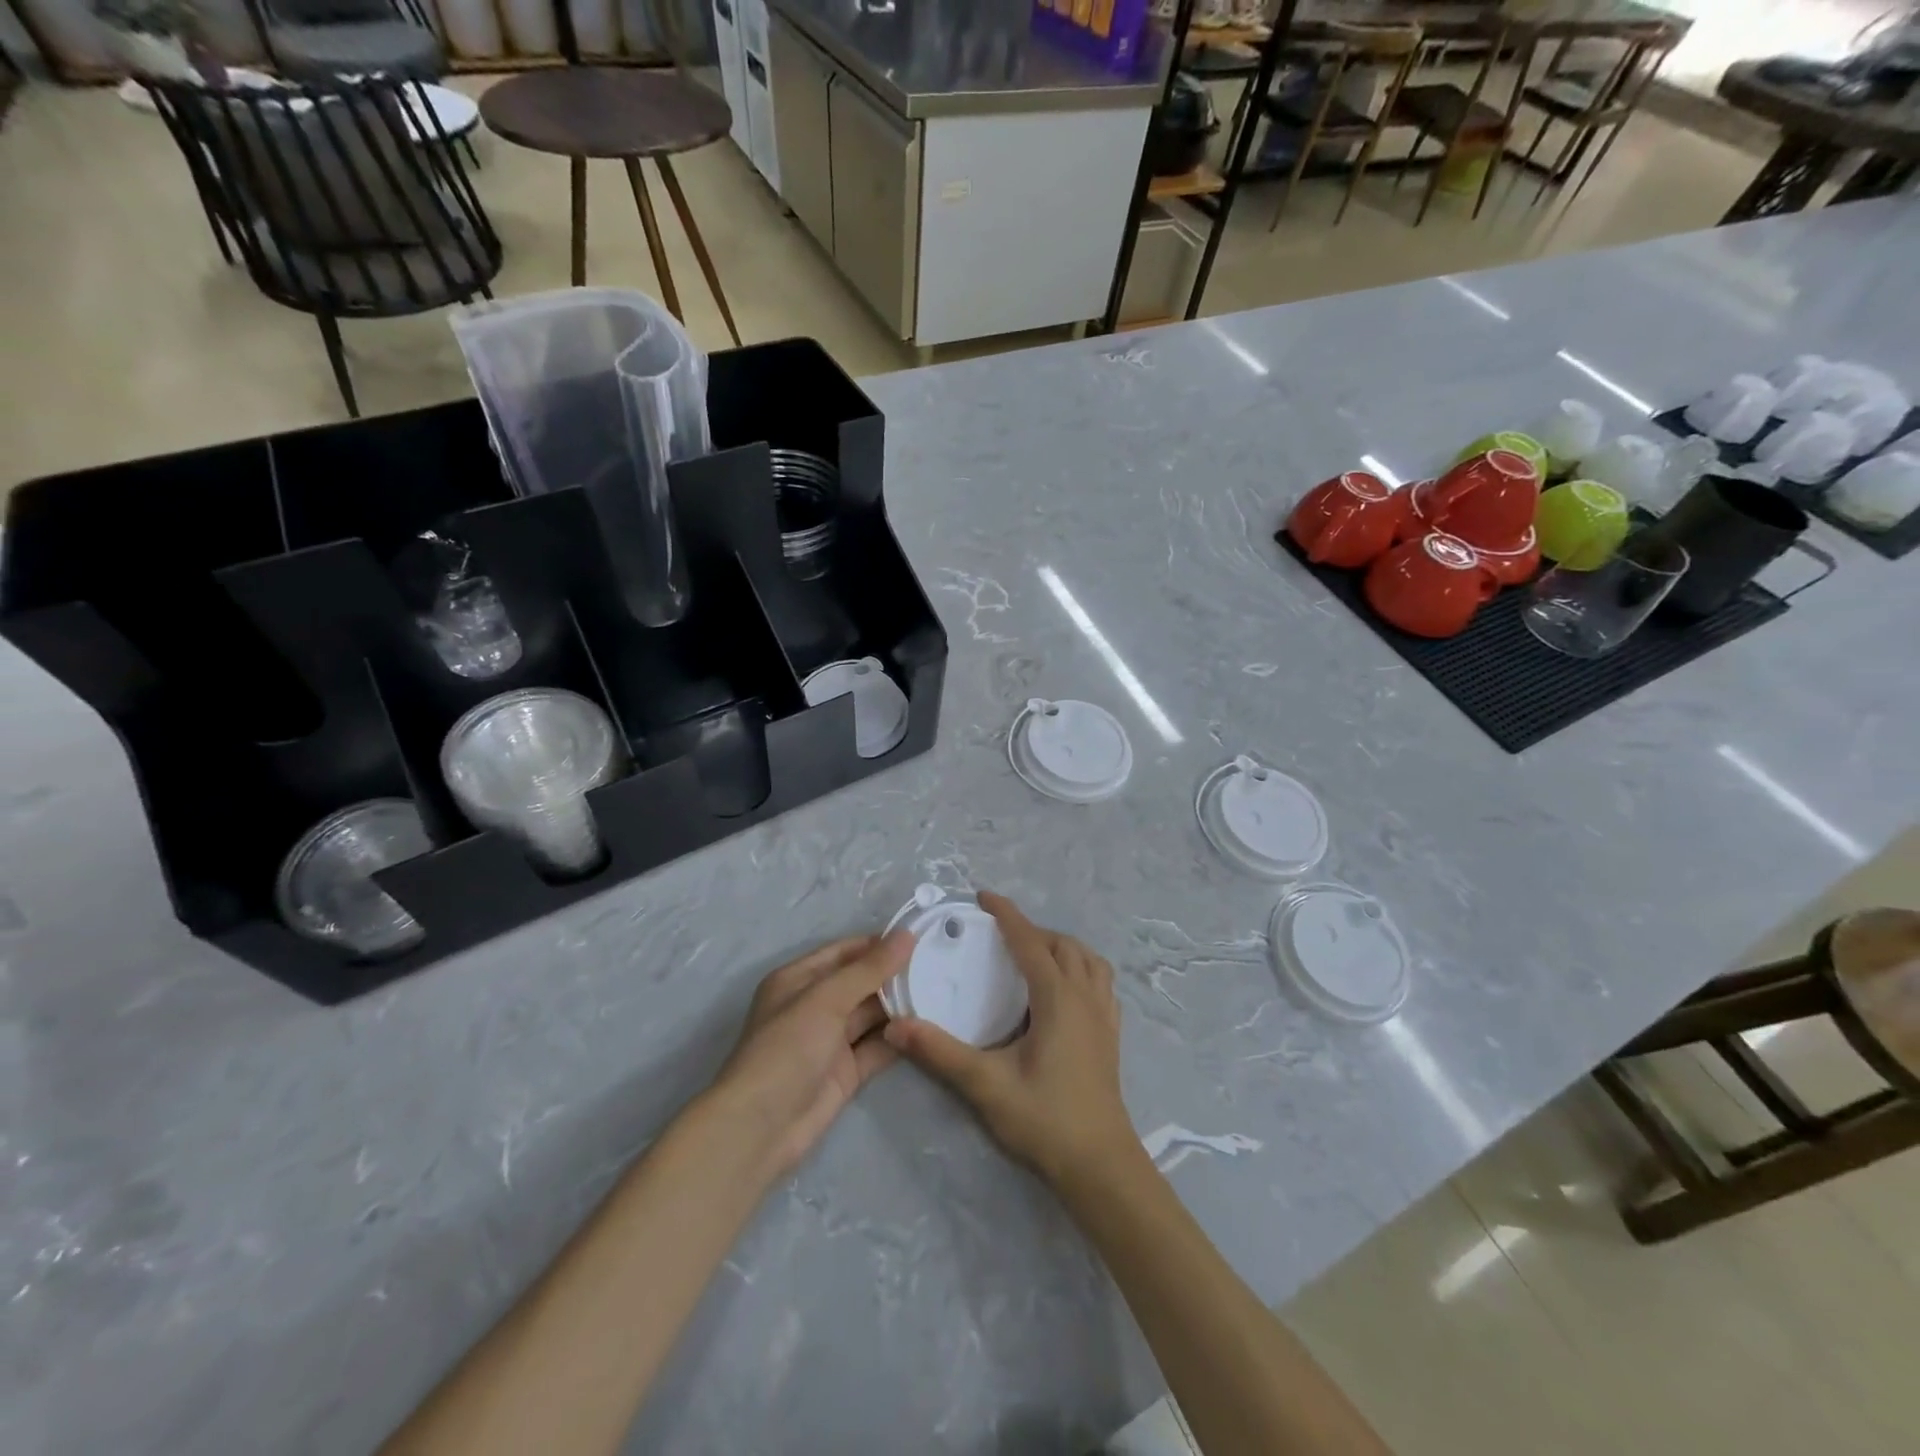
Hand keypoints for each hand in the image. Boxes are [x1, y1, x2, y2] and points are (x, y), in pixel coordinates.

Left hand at [711, 931, 914, 1179]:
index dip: (879, 944)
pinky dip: (899, 1038)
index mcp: (799, 980)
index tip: (920, 938)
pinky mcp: (846, 1072)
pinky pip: (877, 1047)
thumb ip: (869, 969)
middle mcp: (815, 1006)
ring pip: (871, 1015)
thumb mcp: (826, 999)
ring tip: (941, 991)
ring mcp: (831, 1041)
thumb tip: (906, 935)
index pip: (845, 952)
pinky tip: (928, 1027)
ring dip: (900, 1006)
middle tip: (938, 965)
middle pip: (861, 983)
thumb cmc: (787, 1048)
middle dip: (894, 975)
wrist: (760, 1128)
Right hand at [883, 892, 1136, 1188]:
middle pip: (1063, 945)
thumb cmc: (1044, 1120)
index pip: (1030, 942)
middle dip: (1032, 930)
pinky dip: (1082, 969)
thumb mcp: (986, 1085)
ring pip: (1089, 960)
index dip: (1007, 915)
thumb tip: (898, 1025)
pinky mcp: (1111, 1035)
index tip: (983, 896)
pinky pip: (1101, 983)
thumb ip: (941, 1052)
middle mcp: (1085, 997)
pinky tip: (1065, 990)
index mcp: (1058, 999)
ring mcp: (1104, 1016)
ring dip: (1061, 947)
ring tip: (1034, 955)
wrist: (1100, 1166)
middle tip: (1000, 934)